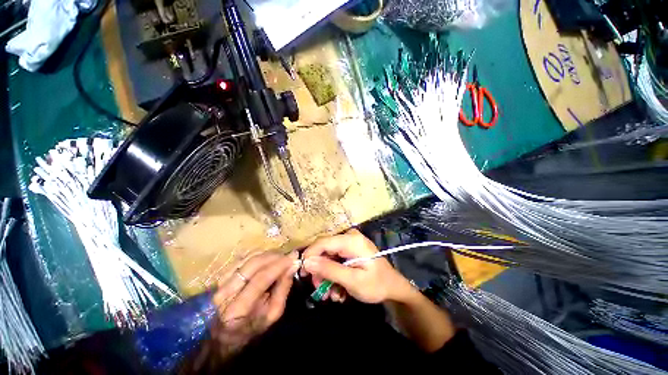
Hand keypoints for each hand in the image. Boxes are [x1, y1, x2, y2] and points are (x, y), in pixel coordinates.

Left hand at [211, 252, 298, 358]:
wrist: (225, 333)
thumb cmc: (253, 326)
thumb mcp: (272, 313)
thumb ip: (283, 288)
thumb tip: (293, 265)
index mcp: (238, 309)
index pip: (261, 279)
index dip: (279, 265)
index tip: (294, 256)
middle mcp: (226, 293)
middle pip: (254, 264)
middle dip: (275, 256)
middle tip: (289, 255)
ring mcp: (221, 282)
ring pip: (249, 258)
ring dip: (268, 255)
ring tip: (281, 258)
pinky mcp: (222, 275)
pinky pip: (244, 258)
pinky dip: (259, 255)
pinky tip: (268, 259)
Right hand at [301, 229, 413, 303]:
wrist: (393, 288)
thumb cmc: (376, 284)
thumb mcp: (353, 280)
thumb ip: (329, 270)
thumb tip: (307, 262)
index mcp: (351, 240)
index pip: (323, 242)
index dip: (309, 255)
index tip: (301, 273)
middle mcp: (349, 237)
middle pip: (324, 250)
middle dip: (319, 270)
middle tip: (319, 290)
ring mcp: (349, 244)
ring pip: (327, 257)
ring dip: (326, 276)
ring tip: (331, 295)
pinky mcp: (349, 251)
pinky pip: (334, 260)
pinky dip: (333, 275)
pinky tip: (338, 290)